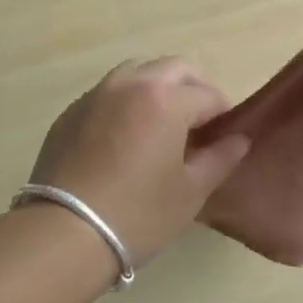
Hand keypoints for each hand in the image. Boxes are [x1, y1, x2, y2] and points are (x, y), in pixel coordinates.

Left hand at [28, 58, 251, 264]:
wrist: (63, 234)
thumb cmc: (138, 214)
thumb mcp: (190, 191)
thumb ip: (220, 158)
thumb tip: (239, 139)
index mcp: (166, 99)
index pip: (209, 95)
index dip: (224, 114)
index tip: (225, 137)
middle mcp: (132, 84)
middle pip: (175, 68)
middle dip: (194, 88)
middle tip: (199, 123)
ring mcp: (97, 94)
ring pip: (138, 71)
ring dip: (158, 87)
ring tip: (162, 124)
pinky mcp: (71, 112)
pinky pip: (109, 92)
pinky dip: (127, 101)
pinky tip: (126, 137)